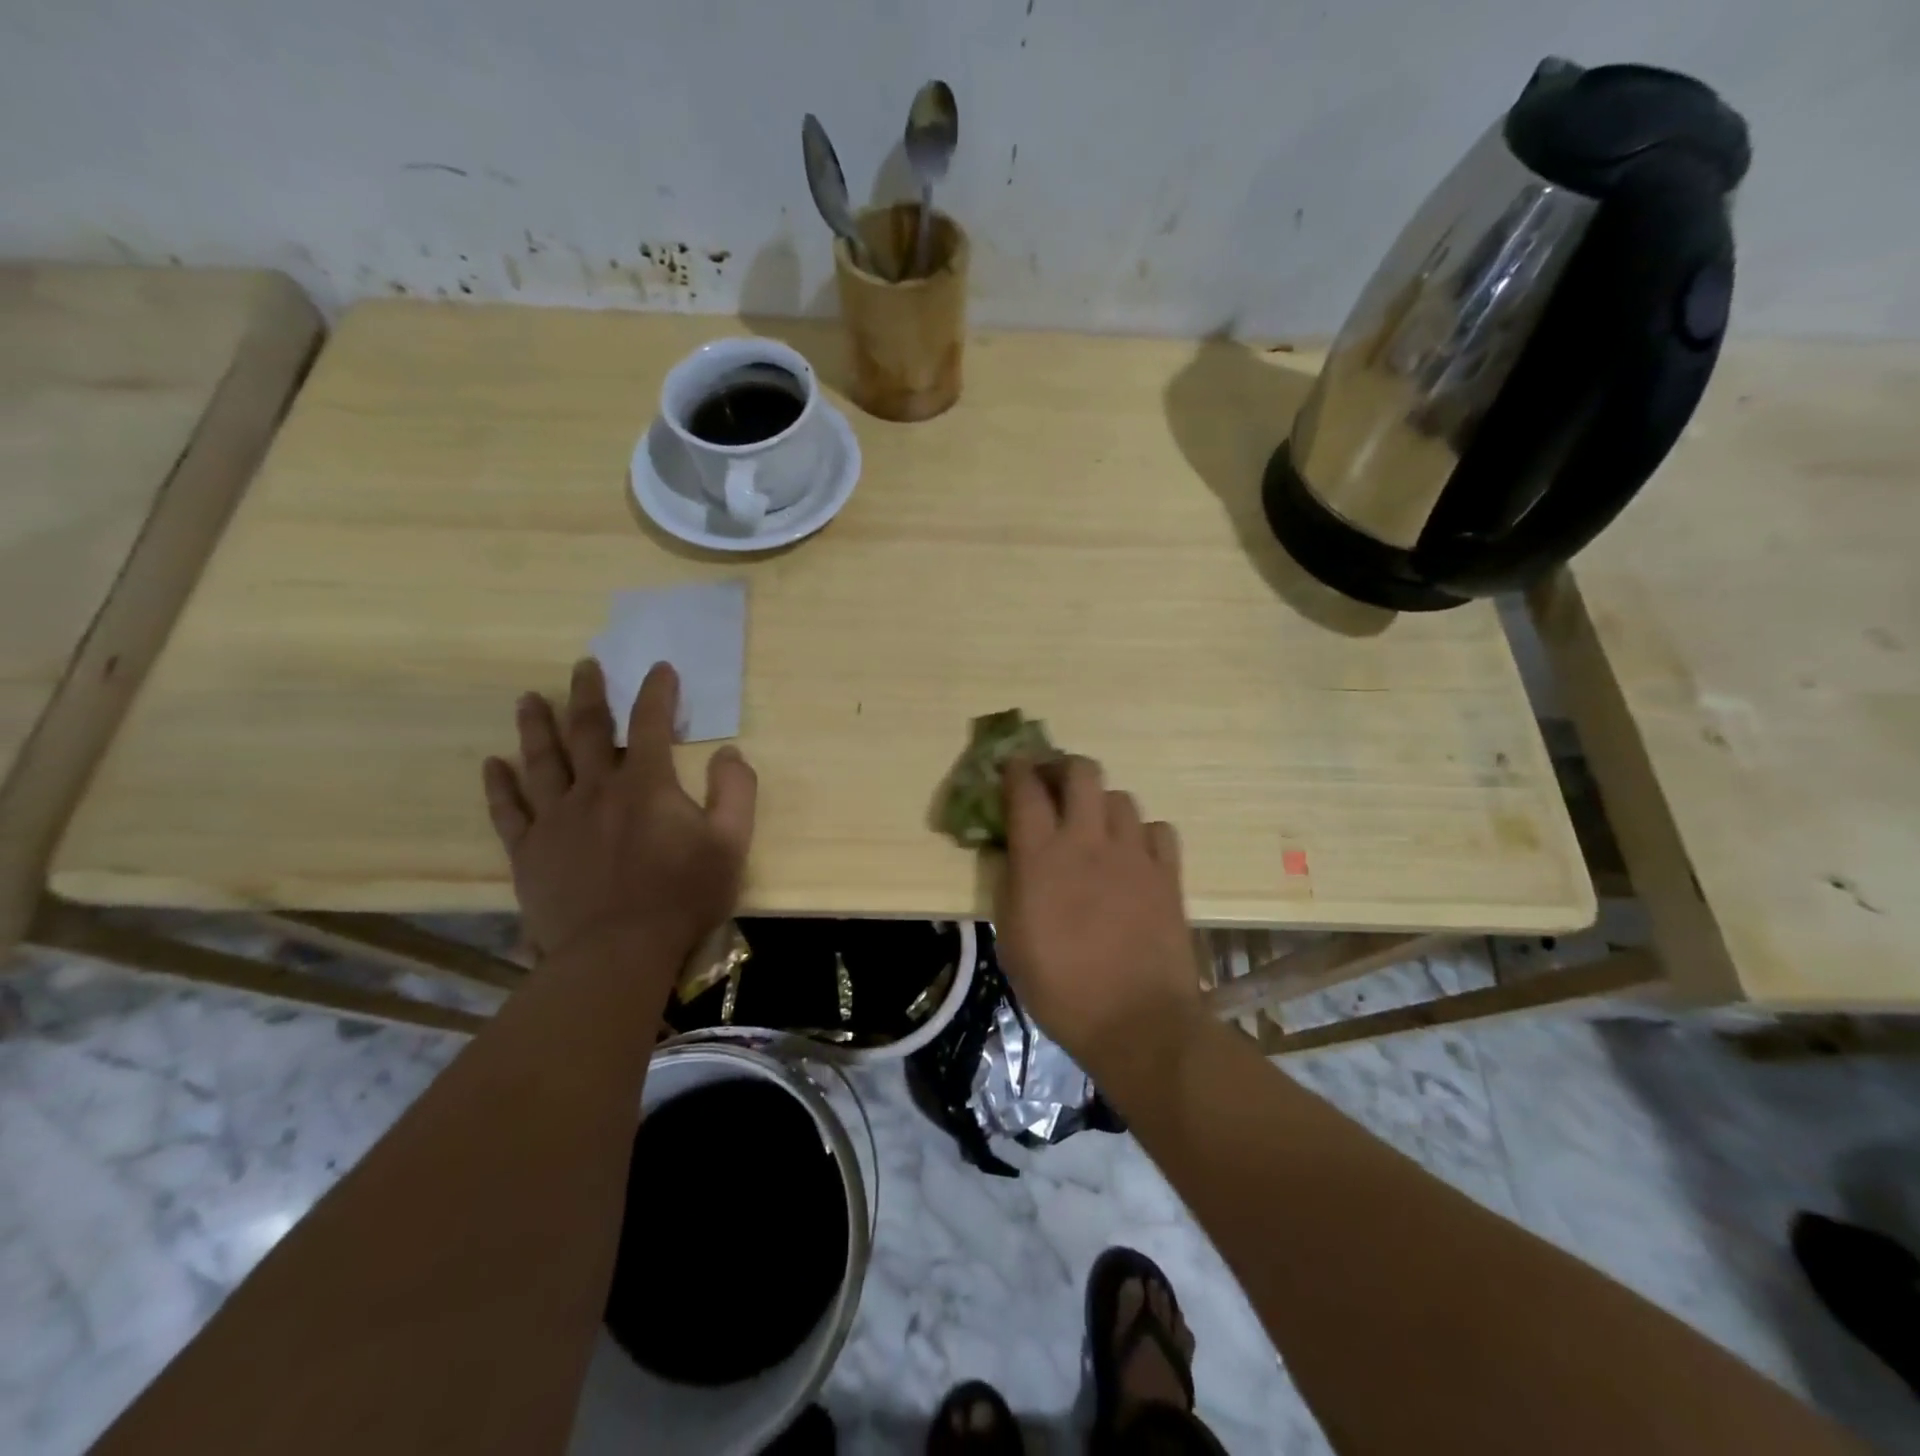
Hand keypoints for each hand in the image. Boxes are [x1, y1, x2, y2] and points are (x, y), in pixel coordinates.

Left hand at [481, 659, 756, 968]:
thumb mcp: (731, 843)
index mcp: (646, 784)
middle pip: (586, 729)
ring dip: (535, 726)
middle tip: (584, 666)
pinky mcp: (529, 851)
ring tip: (528, 699)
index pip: (651, 722)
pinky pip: (508, 810)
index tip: (660, 668)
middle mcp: (595, 789)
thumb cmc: (682, 896)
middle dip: (588, 693)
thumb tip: (730, 753)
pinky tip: (493, 764)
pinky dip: (499, 785)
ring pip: (541, 760)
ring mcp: (556, 819)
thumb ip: (736, 792)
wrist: (618, 953)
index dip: (657, 691)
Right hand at [993, 756, 1201, 1071]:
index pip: (1026, 791)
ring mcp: (1133, 854)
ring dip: (1102, 803)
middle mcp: (1087, 842)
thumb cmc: (1061, 989)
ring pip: (1121, 797)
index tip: (1012, 765)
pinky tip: (1134, 854)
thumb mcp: (1012, 941)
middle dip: (1064, 767)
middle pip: (1081, 772)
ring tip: (1095, 825)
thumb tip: (1016, 858)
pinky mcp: (1167, 873)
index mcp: (1041, 858)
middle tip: (1055, 784)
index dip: (1016, 770)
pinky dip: (1142, 833)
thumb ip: (1011, 887)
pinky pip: (1157, 830)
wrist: (1136, 1022)